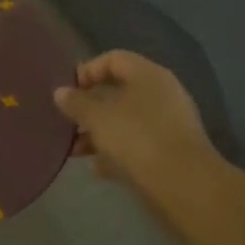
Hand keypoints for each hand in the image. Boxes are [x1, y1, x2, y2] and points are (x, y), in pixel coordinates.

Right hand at [54, 51, 216, 188]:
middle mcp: (162, 93)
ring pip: (126, 120)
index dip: (87, 71)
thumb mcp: (97, 117)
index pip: (113, 59)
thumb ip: (76, 102)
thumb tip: (60, 92)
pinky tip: (97, 168)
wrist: (183, 185)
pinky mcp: (170, 151)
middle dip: (89, 107)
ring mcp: (168, 123)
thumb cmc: (137, 138)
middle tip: (67, 121)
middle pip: (118, 91)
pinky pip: (137, 144)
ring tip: (75, 150)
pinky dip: (116, 152)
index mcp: (147, 75)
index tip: (68, 92)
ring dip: (98, 132)